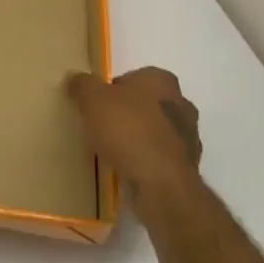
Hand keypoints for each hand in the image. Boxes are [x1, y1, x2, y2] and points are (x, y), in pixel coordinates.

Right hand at [66, 66, 201, 199]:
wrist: (161, 184)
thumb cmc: (128, 131)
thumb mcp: (92, 99)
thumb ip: (82, 85)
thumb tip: (75, 79)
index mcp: (162, 80)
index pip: (133, 77)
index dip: (112, 90)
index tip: (97, 106)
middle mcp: (181, 104)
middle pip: (147, 104)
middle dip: (128, 114)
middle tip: (103, 127)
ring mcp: (189, 137)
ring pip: (156, 132)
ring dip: (139, 139)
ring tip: (113, 152)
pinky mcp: (188, 167)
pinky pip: (160, 158)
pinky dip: (146, 161)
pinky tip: (128, 170)